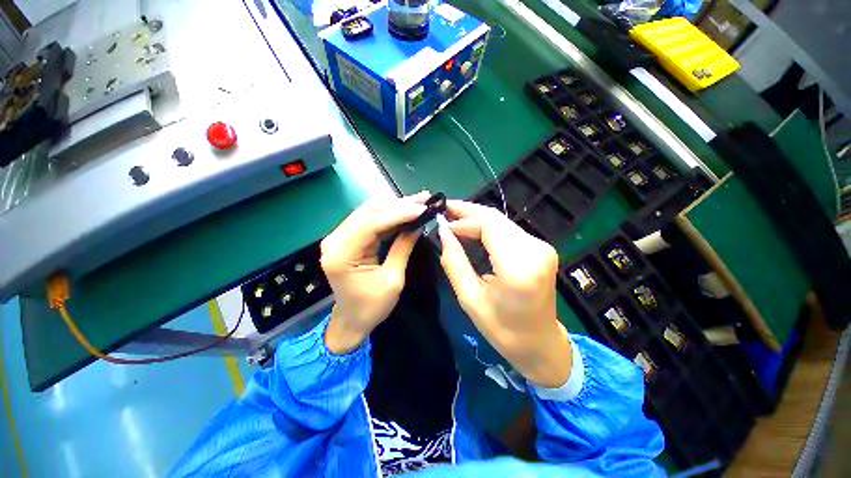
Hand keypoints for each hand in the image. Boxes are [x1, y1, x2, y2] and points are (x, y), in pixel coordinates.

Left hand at [320, 192, 428, 353]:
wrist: (352, 320)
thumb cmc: (372, 307)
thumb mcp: (393, 279)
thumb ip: (403, 248)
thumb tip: (418, 224)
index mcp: (341, 255)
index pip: (370, 223)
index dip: (398, 213)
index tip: (422, 208)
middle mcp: (335, 240)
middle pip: (368, 212)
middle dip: (398, 204)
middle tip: (423, 199)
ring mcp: (339, 237)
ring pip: (369, 211)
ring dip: (394, 206)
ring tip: (418, 202)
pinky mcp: (347, 238)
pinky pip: (369, 219)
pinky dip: (388, 214)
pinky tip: (405, 210)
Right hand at [438, 200, 571, 387]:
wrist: (540, 344)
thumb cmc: (502, 329)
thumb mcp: (470, 299)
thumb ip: (454, 262)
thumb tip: (442, 232)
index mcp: (518, 267)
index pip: (488, 225)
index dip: (463, 220)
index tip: (442, 224)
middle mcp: (535, 250)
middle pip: (496, 218)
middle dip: (467, 213)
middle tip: (444, 211)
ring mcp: (542, 247)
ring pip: (502, 221)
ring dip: (476, 219)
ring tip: (453, 219)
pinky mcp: (541, 248)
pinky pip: (508, 229)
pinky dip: (488, 227)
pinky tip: (471, 230)